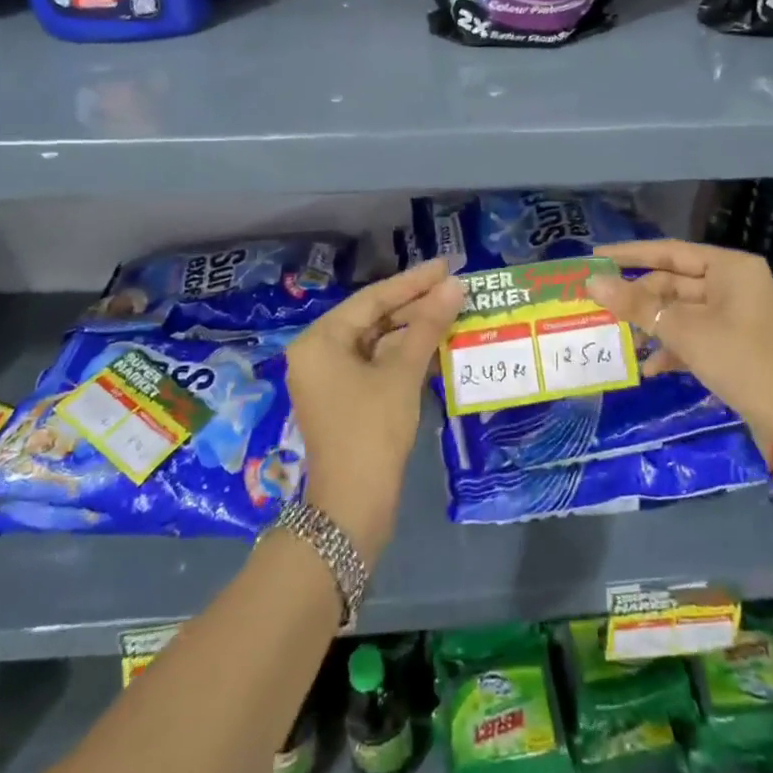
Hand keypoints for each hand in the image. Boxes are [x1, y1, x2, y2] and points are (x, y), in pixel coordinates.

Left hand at [285, 258, 463, 559]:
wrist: (352, 507)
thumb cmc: (372, 431)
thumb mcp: (402, 374)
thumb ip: (427, 325)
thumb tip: (454, 286)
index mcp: (319, 340)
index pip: (372, 299)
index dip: (413, 281)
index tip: (447, 265)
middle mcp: (317, 352)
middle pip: (373, 318)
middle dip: (414, 304)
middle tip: (454, 287)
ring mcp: (329, 377)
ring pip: (376, 341)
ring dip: (412, 329)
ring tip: (451, 310)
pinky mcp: (344, 397)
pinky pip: (375, 363)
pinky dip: (403, 353)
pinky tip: (435, 343)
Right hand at [587, 240, 772, 458]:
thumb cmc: (739, 360)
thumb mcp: (684, 331)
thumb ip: (637, 304)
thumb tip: (592, 281)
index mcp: (730, 268)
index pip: (670, 251)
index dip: (630, 254)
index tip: (594, 255)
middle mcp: (734, 284)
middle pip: (673, 282)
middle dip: (639, 300)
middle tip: (599, 307)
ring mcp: (735, 314)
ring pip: (680, 311)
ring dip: (652, 326)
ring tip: (620, 341)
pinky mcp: (733, 342)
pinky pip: (693, 334)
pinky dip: (672, 347)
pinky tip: (650, 369)